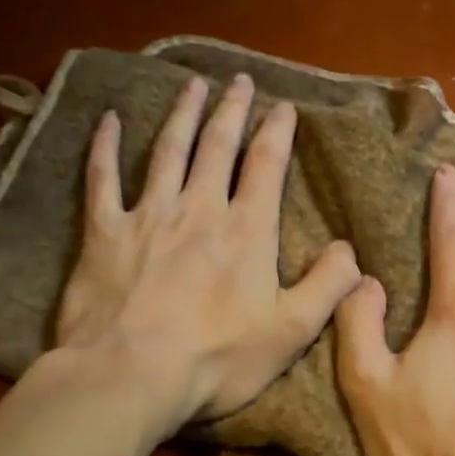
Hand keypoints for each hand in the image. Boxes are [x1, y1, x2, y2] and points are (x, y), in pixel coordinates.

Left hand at [53, 74, 360, 430]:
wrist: (130, 375)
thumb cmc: (218, 358)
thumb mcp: (292, 331)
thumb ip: (328, 286)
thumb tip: (351, 250)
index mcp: (246, 231)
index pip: (266, 166)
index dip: (277, 132)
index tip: (283, 106)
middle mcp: (199, 209)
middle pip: (218, 146)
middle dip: (232, 109)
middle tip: (239, 80)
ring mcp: (148, 215)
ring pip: (168, 151)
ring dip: (183, 115)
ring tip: (192, 85)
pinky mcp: (104, 232)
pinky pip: (103, 178)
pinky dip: (106, 147)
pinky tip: (109, 120)